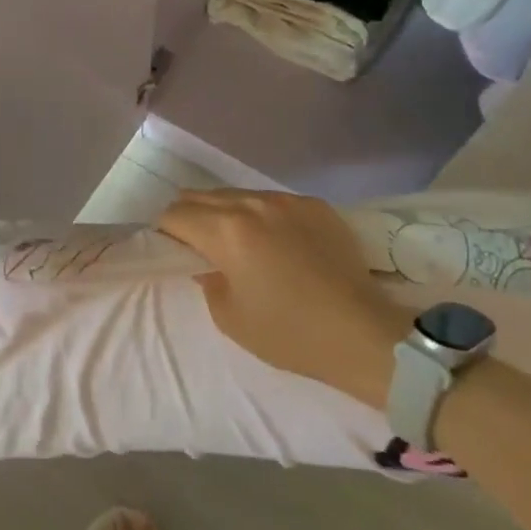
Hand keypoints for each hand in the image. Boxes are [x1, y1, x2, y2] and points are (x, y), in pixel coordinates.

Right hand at [157, 189, 410, 407]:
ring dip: (226, 212)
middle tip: (195, 243)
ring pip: (238, 194)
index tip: (170, 248)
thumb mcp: (231, 318)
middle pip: (202, 196)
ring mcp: (287, 201)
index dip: (165, 230)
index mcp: (226, 231)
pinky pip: (274, 201)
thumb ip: (208, 282)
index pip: (176, 214)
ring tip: (236, 240)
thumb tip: (207, 264)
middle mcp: (253, 204)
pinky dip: (263, 216)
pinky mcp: (316, 205)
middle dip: (190, 215)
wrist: (365, 335)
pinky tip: (276, 242)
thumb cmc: (291, 333)